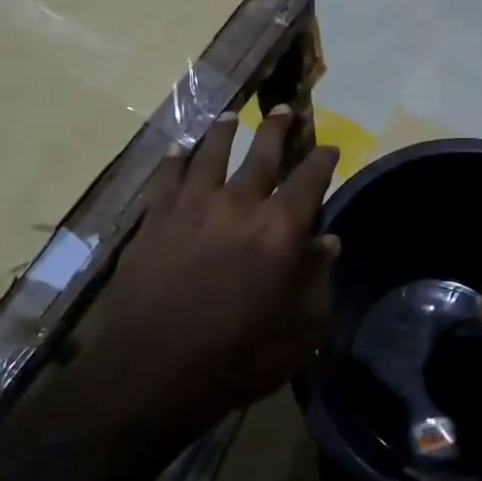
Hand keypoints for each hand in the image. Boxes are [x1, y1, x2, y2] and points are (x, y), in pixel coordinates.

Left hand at [81, 104, 339, 431]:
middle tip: (282, 108)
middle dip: (276, 128)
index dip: (322, 159)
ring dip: (224, 131)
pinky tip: (179, 150)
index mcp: (281, 227)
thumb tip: (327, 241)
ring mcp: (192, 206)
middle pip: (262, 153)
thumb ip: (319, 278)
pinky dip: (175, 159)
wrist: (151, 372)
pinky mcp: (154, 219)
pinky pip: (167, 176)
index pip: (310, 179)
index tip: (331, 146)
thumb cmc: (238, 355)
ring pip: (211, 153)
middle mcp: (239, 203)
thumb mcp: (302, 328)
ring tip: (230, 116)